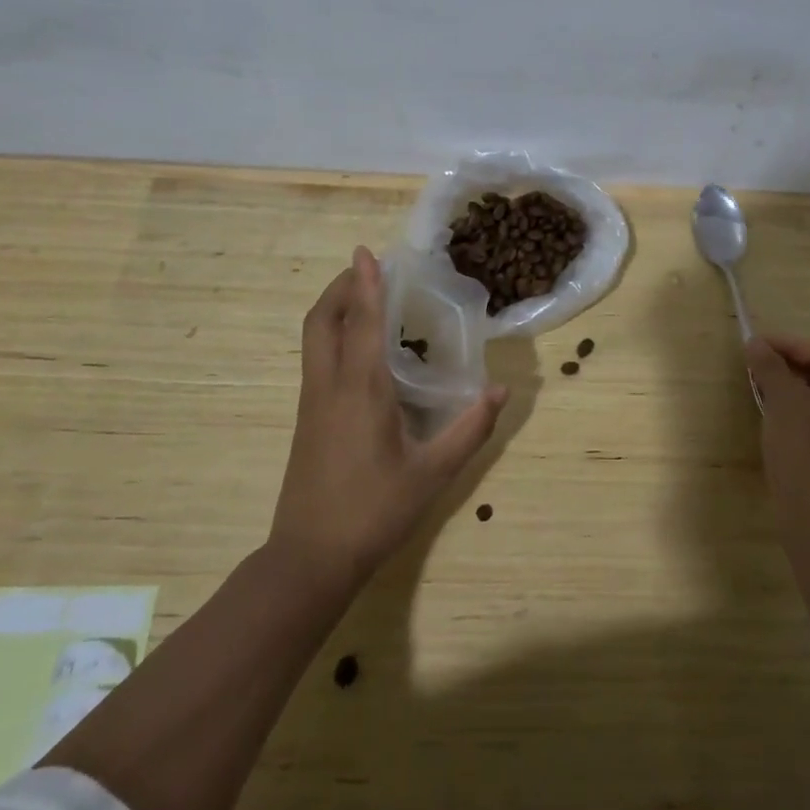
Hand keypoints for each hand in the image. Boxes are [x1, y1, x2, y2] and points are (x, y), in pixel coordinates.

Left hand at [270, 246, 507, 586]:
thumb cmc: (374, 511)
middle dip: (341, 288)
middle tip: (369, 271)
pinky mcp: (308, 419)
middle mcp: (329, 386)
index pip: (360, 321)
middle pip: (321, 320)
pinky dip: (334, 336)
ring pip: (314, 339)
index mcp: (360, 390)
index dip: (364, 283)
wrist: (310, 559)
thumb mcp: (433, 473)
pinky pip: (318, 359)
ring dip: (335, 309)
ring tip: (368, 300)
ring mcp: (312, 403)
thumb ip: (470, 429)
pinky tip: (363, 352)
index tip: (366, 251)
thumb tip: (501, 391)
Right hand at [744, 333, 809, 494]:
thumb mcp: (783, 396)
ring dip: (792, 395)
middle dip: (790, 370)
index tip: (758, 346)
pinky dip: (798, 420)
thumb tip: (755, 343)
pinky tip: (775, 424)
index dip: (789, 345)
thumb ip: (769, 365)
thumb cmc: (804, 441)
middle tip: (758, 367)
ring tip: (762, 392)